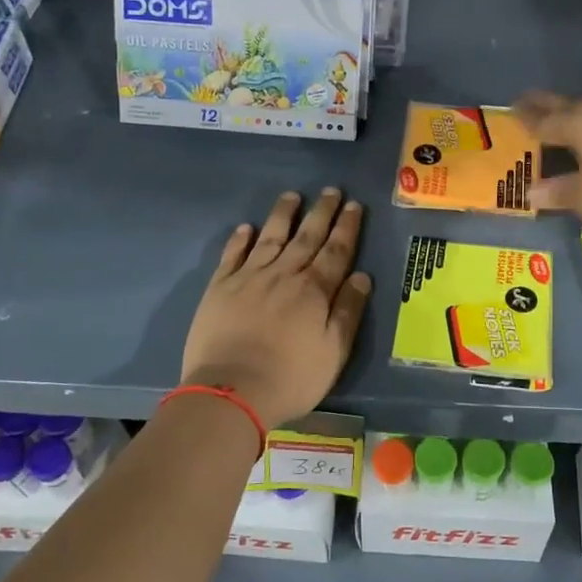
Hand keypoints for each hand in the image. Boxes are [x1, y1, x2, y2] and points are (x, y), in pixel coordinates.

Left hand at [180, 189, 372, 429]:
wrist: (231, 391)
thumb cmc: (291, 378)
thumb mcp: (333, 352)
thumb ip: (348, 312)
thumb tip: (361, 276)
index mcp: (314, 291)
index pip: (336, 251)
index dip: (347, 228)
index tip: (354, 206)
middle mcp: (283, 275)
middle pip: (306, 237)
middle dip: (321, 212)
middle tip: (331, 190)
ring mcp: (249, 278)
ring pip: (270, 237)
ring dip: (283, 215)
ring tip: (292, 196)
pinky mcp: (220, 288)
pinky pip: (232, 255)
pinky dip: (240, 239)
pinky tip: (246, 227)